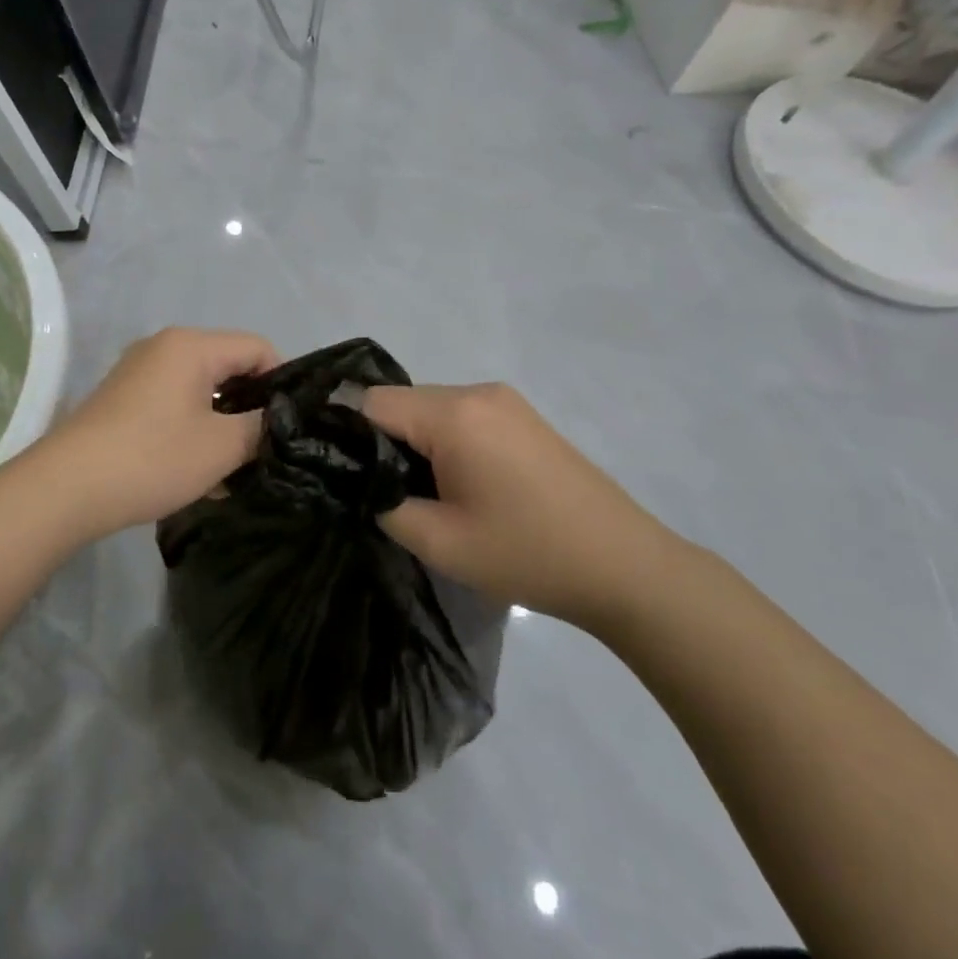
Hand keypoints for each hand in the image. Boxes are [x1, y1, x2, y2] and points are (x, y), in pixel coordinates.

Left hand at [38, 327, 277, 539]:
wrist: (66, 489)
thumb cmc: (153, 458)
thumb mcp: (222, 446)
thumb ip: (262, 426)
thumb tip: (277, 419)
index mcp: (191, 346)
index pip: (258, 348)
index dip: (282, 383)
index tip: (289, 425)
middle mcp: (163, 348)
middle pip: (228, 368)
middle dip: (250, 409)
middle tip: (264, 451)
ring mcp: (138, 374)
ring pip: (201, 393)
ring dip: (222, 428)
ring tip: (233, 473)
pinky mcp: (123, 402)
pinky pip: (174, 407)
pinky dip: (193, 433)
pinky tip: (199, 476)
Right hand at [361, 383, 687, 628]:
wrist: (624, 566)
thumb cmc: (527, 554)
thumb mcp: (438, 541)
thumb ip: (383, 502)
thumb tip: (362, 481)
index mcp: (454, 414)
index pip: (371, 402)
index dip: (344, 434)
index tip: (333, 470)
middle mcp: (478, 392)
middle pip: (401, 402)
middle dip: (380, 441)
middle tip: (376, 492)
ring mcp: (505, 401)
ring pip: (431, 410)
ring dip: (413, 443)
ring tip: (416, 493)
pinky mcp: (522, 417)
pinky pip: (461, 417)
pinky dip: (443, 441)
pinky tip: (454, 484)